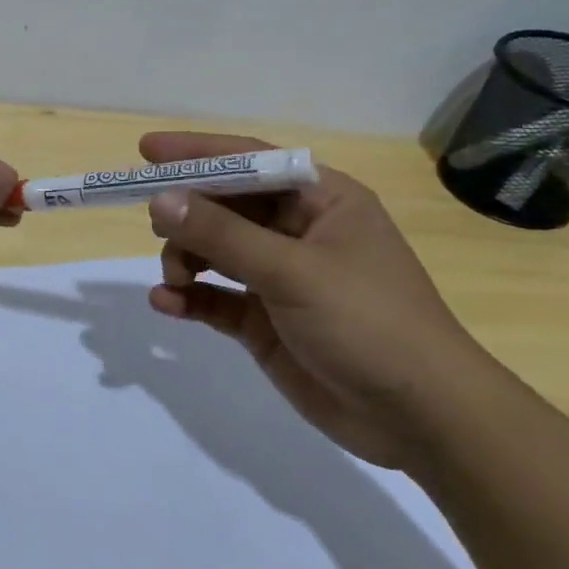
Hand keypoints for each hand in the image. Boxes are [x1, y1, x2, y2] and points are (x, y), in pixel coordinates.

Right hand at [141, 131, 493, 469]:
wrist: (421, 418)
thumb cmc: (368, 322)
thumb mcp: (292, 271)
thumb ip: (222, 234)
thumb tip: (160, 200)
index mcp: (321, 201)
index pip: (251, 161)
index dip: (198, 153)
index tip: (146, 150)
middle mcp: (298, 232)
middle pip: (226, 206)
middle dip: (188, 214)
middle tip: (155, 226)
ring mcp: (280, 278)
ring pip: (214, 251)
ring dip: (186, 259)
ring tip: (176, 278)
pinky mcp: (266, 321)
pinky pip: (216, 297)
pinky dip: (190, 297)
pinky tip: (167, 304)